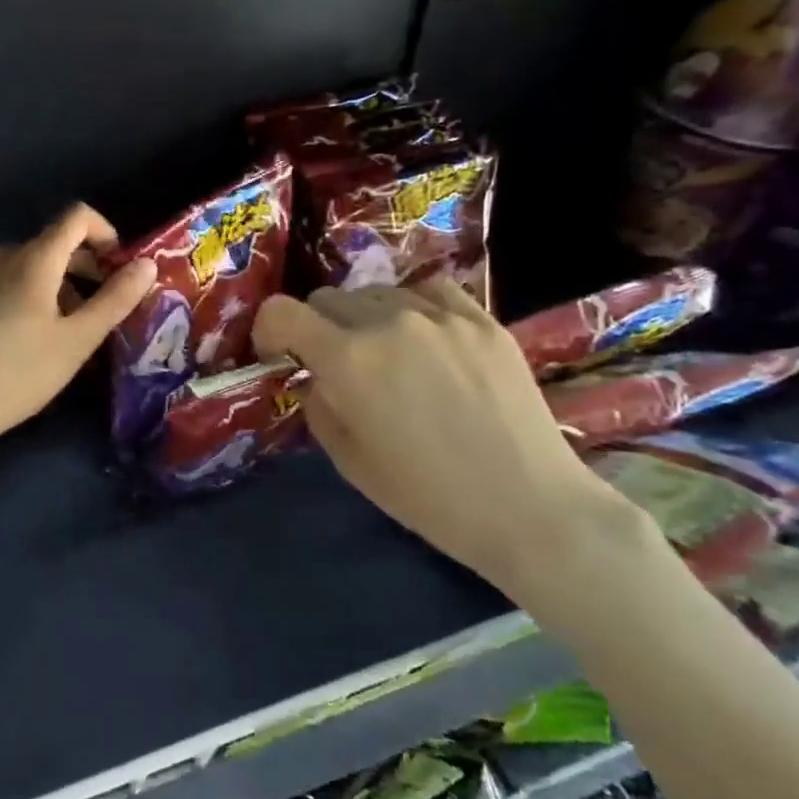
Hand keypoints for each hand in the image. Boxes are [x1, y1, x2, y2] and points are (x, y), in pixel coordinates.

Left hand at [0, 203, 157, 454]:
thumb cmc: (21, 375)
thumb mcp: (77, 341)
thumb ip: (115, 299)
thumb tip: (146, 264)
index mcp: (34, 259)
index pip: (76, 217)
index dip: (103, 233)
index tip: (113, 268)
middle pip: (48, 243)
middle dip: (77, 267)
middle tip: (89, 309)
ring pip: (18, 262)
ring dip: (42, 282)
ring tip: (48, 327)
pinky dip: (8, 289)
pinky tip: (6, 328)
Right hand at [252, 278, 661, 604]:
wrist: (529, 507)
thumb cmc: (428, 497)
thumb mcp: (348, 459)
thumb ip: (319, 404)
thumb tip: (316, 376)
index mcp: (348, 360)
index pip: (282, 311)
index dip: (268, 330)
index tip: (279, 356)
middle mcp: (388, 322)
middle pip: (327, 298)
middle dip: (316, 328)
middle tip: (333, 365)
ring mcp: (440, 315)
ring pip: (377, 292)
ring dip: (364, 318)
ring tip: (386, 355)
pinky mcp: (482, 319)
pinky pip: (429, 291)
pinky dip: (413, 308)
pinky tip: (425, 339)